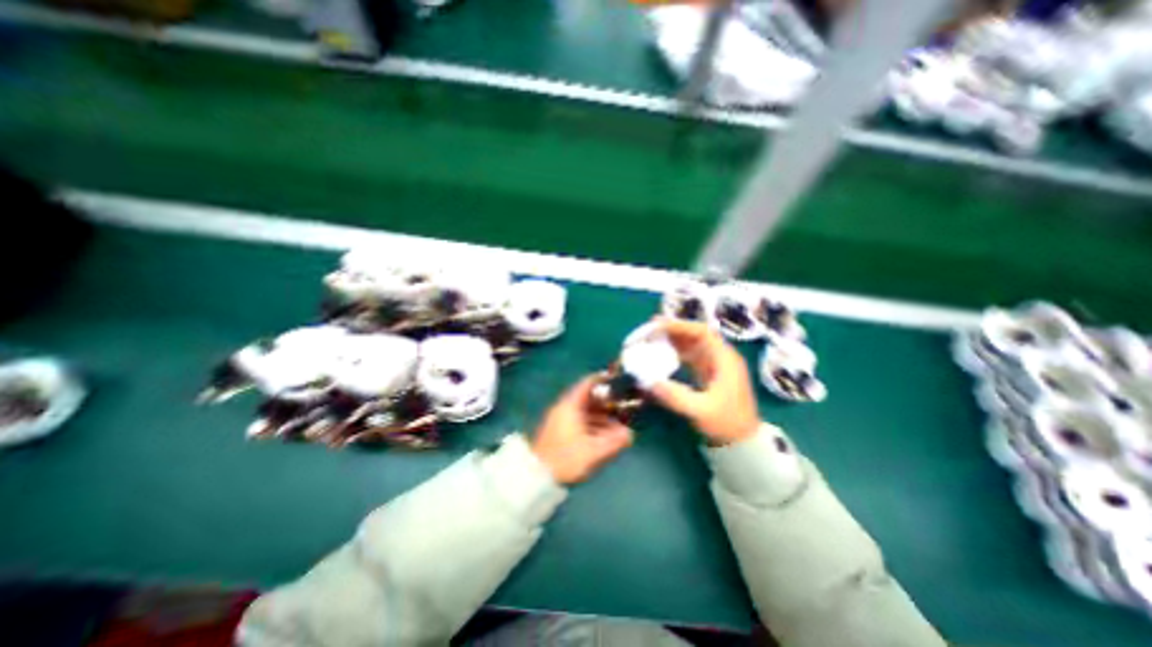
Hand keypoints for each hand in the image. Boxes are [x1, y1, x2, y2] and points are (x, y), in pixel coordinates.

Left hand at [533, 375, 634, 485]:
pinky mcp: (558, 431)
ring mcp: (560, 419)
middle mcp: (564, 408)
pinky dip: (592, 424)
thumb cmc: (566, 458)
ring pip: (584, 411)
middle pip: (588, 398)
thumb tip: (630, 434)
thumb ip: (614, 442)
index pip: (588, 383)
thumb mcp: (594, 451)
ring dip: (600, 415)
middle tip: (623, 406)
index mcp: (571, 405)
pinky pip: (579, 421)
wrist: (537, 476)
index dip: (603, 379)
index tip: (618, 380)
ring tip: (617, 425)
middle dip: (606, 402)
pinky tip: (602, 435)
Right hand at [653, 316, 762, 443]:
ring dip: (672, 339)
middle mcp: (720, 356)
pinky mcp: (707, 373)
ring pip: (691, 344)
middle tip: (649, 330)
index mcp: (725, 359)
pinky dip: (674, 352)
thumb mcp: (701, 411)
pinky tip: (661, 353)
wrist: (742, 442)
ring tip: (651, 338)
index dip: (679, 326)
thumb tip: (650, 382)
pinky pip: (689, 355)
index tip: (657, 326)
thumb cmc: (727, 424)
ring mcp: (714, 364)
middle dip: (672, 330)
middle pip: (695, 334)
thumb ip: (676, 397)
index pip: (702, 332)